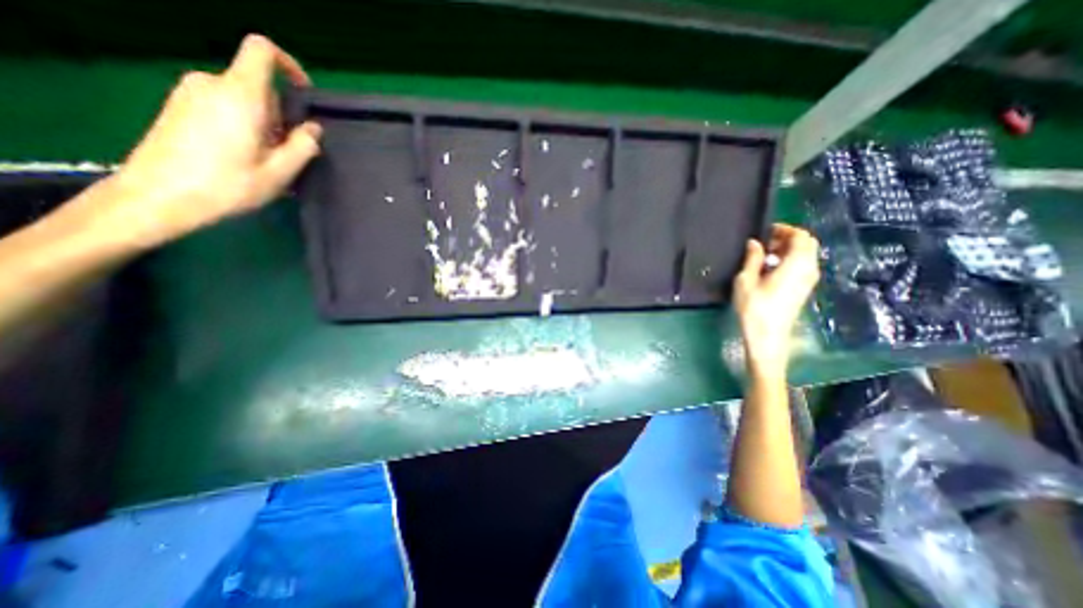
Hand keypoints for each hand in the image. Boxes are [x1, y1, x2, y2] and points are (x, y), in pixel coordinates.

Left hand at [94, 33, 320, 249]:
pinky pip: (224, 106)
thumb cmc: (228, 185)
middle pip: (259, 86)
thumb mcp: (281, 172)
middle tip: (285, 153)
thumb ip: (304, 146)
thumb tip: (313, 128)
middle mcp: (211, 83)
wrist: (159, 196)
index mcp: (240, 94)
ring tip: (264, 161)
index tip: (305, 95)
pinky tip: (242, 157)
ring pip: (243, 99)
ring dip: (263, 124)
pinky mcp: (179, 106)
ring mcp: (190, 93)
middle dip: (280, 115)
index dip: (289, 65)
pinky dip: (243, 126)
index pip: (262, 52)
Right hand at [737, 226, 822, 376]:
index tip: (765, 232)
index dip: (784, 230)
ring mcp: (809, 280)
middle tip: (763, 243)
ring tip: (763, 256)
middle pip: (806, 244)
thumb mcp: (746, 280)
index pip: (801, 236)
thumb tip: (755, 243)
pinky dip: (789, 260)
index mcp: (797, 264)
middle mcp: (809, 269)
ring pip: (805, 255)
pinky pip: (802, 266)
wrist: (767, 336)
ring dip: (787, 250)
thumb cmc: (754, 307)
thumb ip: (753, 258)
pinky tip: (769, 269)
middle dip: (787, 238)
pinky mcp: (803, 289)